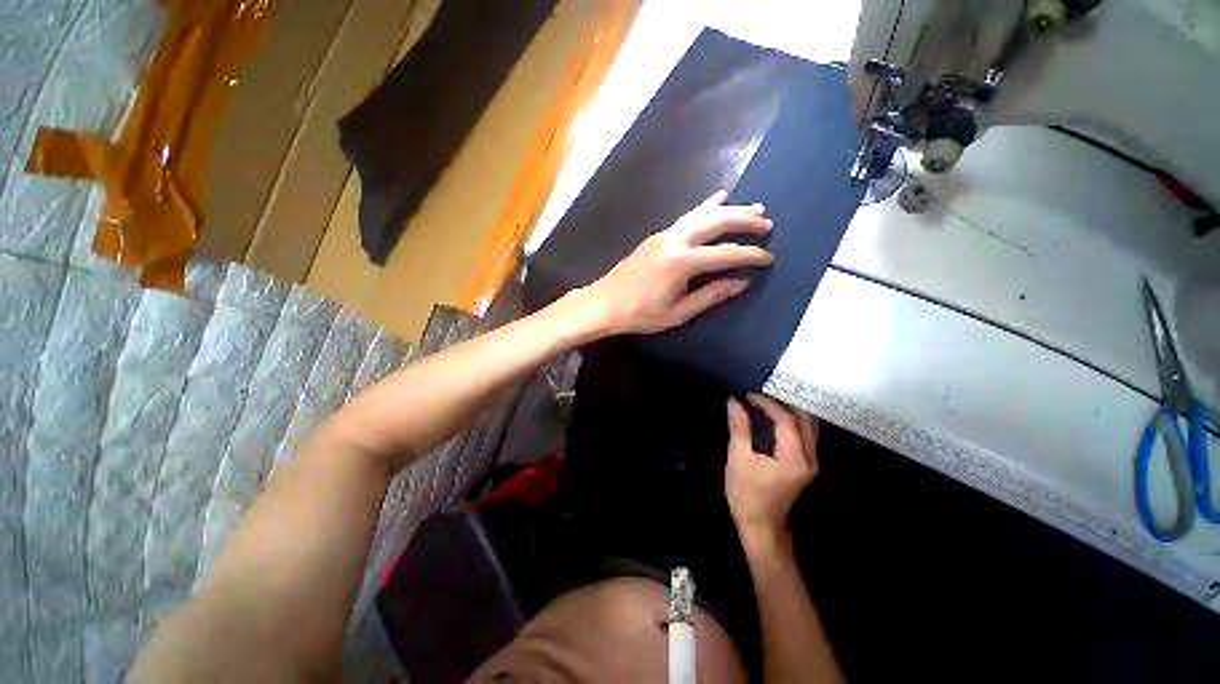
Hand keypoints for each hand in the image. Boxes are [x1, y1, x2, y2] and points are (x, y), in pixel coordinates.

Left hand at [583, 190, 772, 334]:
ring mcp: (664, 234)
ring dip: (730, 209)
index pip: (725, 254)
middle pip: (717, 222)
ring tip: (754, 207)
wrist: (604, 303)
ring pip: (703, 214)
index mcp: (682, 263)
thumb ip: (710, 295)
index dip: (750, 255)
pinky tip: (717, 198)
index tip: (768, 258)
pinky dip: (705, 206)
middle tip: (767, 224)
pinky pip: (687, 216)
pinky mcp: (657, 235)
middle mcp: (675, 241)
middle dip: (745, 221)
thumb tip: (741, 282)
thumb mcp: (678, 312)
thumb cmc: (640, 313)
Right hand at [725, 394, 819, 544]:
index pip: (786, 420)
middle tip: (761, 395)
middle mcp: (809, 459)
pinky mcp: (806, 466)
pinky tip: (776, 418)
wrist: (760, 526)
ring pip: (808, 427)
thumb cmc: (747, 494)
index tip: (748, 396)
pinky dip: (792, 422)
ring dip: (790, 411)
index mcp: (794, 458)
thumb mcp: (738, 458)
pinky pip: (805, 435)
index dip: (767, 404)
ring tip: (768, 402)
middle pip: (805, 420)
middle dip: (784, 403)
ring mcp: (811, 463)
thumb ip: (739, 427)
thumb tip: (734, 401)